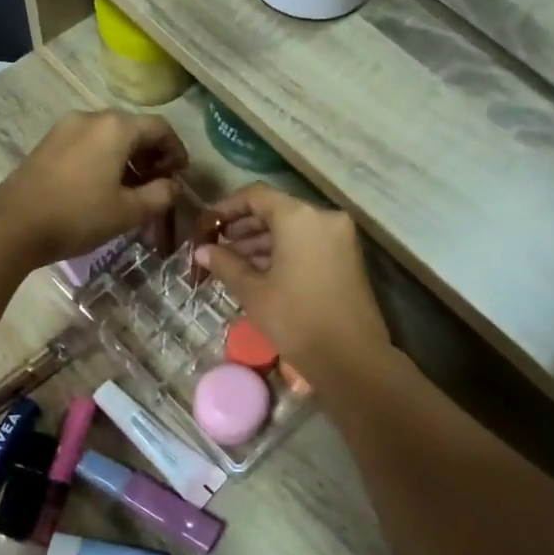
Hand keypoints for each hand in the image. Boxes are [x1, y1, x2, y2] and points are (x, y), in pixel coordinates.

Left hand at [0, 110, 188, 264]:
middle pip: (133, 128)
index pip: (160, 128)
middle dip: (151, 154)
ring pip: (108, 136)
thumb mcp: (128, 212)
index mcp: (116, 127)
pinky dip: (104, 158)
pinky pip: (87, 143)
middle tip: (159, 183)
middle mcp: (91, 117)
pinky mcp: (48, 143)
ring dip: (127, 157)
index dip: (176, 150)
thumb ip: (159, 195)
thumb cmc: (78, 216)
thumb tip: (173, 186)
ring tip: (132, 189)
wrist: (13, 226)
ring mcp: (65, 128)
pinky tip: (103, 186)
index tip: (181, 175)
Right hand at [194, 185, 389, 380]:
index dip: (225, 208)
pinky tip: (258, 271)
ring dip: (261, 241)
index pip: (256, 196)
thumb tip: (202, 250)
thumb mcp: (253, 291)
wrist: (351, 358)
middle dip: (243, 227)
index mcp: (299, 217)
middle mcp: (323, 217)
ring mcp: (339, 237)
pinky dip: (283, 251)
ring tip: (231, 263)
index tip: (205, 226)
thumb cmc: (295, 319)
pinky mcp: (347, 257)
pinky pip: (307, 242)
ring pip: (292, 228)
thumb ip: (225, 263)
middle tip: (215, 246)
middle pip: (275, 210)